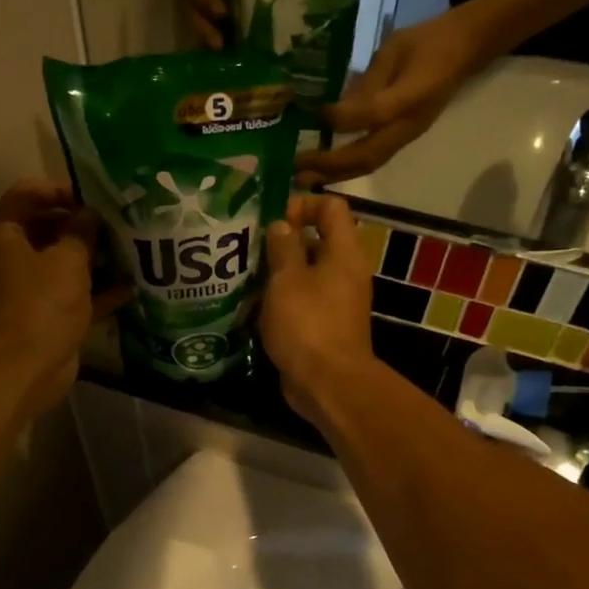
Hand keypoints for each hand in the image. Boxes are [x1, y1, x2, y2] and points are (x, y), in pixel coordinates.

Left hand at [0, 180, 128, 419]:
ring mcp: (27, 292)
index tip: (95, 197)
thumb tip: (91, 214)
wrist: (22, 370)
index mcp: (3, 236)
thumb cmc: (39, 305)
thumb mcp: (67, 260)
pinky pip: (73, 297)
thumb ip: (82, 232)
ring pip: (62, 266)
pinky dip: (96, 293)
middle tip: (119, 223)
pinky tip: (130, 288)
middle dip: (82, 226)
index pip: (26, 195)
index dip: (60, 190)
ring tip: (129, 251)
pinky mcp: (45, 319)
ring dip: (93, 259)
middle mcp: (10, 260)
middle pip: (46, 230)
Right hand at [260, 193, 377, 427]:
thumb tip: (280, 225)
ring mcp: (336, 301)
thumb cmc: (307, 324)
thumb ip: (283, 247)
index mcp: (344, 252)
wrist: (328, 384)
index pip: (331, 207)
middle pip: (316, 240)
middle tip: (247, 247)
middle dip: (282, 241)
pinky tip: (252, 306)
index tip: (271, 218)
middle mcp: (345, 272)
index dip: (302, 204)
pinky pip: (302, 301)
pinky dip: (281, 300)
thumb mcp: (287, 279)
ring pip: (305, 274)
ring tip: (243, 276)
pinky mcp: (324, 326)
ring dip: (277, 273)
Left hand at [304, 3, 496, 183]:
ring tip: (306, 178)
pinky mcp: (404, 139)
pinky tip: (326, 170)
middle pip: (367, 156)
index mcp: (410, 97)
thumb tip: (337, 107)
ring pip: (369, 164)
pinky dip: (348, 168)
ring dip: (336, 174)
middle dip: (330, 165)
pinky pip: (373, 160)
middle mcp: (407, 124)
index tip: (319, 114)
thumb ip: (369, 80)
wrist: (465, 49)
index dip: (344, 118)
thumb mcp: (395, 48)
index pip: (374, 115)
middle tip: (298, 169)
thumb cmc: (427, 42)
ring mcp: (407, 136)